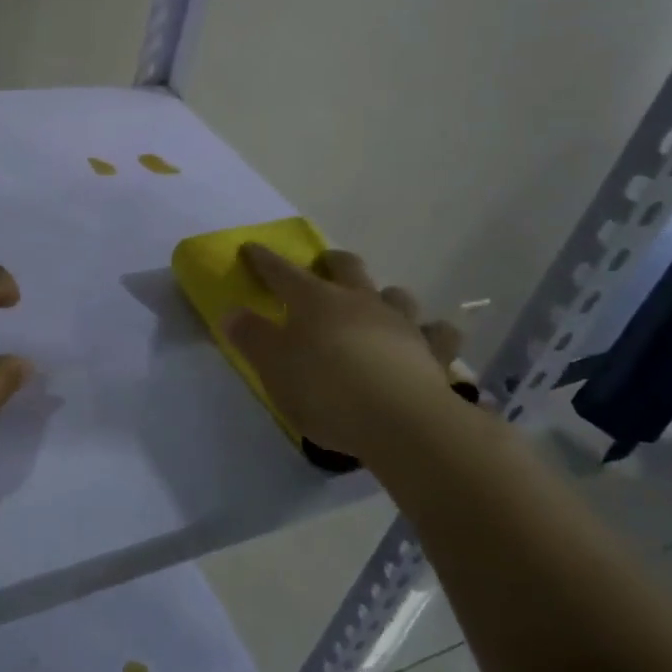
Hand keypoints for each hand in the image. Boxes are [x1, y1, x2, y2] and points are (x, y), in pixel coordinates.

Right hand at [227, 244, 465, 465]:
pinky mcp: (433, 353)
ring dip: (385, 295)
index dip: (264, 260)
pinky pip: (439, 336)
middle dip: (333, 262)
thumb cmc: (326, 390)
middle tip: (325, 264)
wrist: (402, 422)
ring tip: (380, 304)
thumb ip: (251, 337)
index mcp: (315, 301)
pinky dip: (433, 335)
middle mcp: (359, 301)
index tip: (251, 248)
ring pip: (396, 294)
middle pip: (347, 267)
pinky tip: (431, 342)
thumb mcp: (273, 367)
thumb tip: (231, 312)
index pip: (282, 272)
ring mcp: (402, 324)